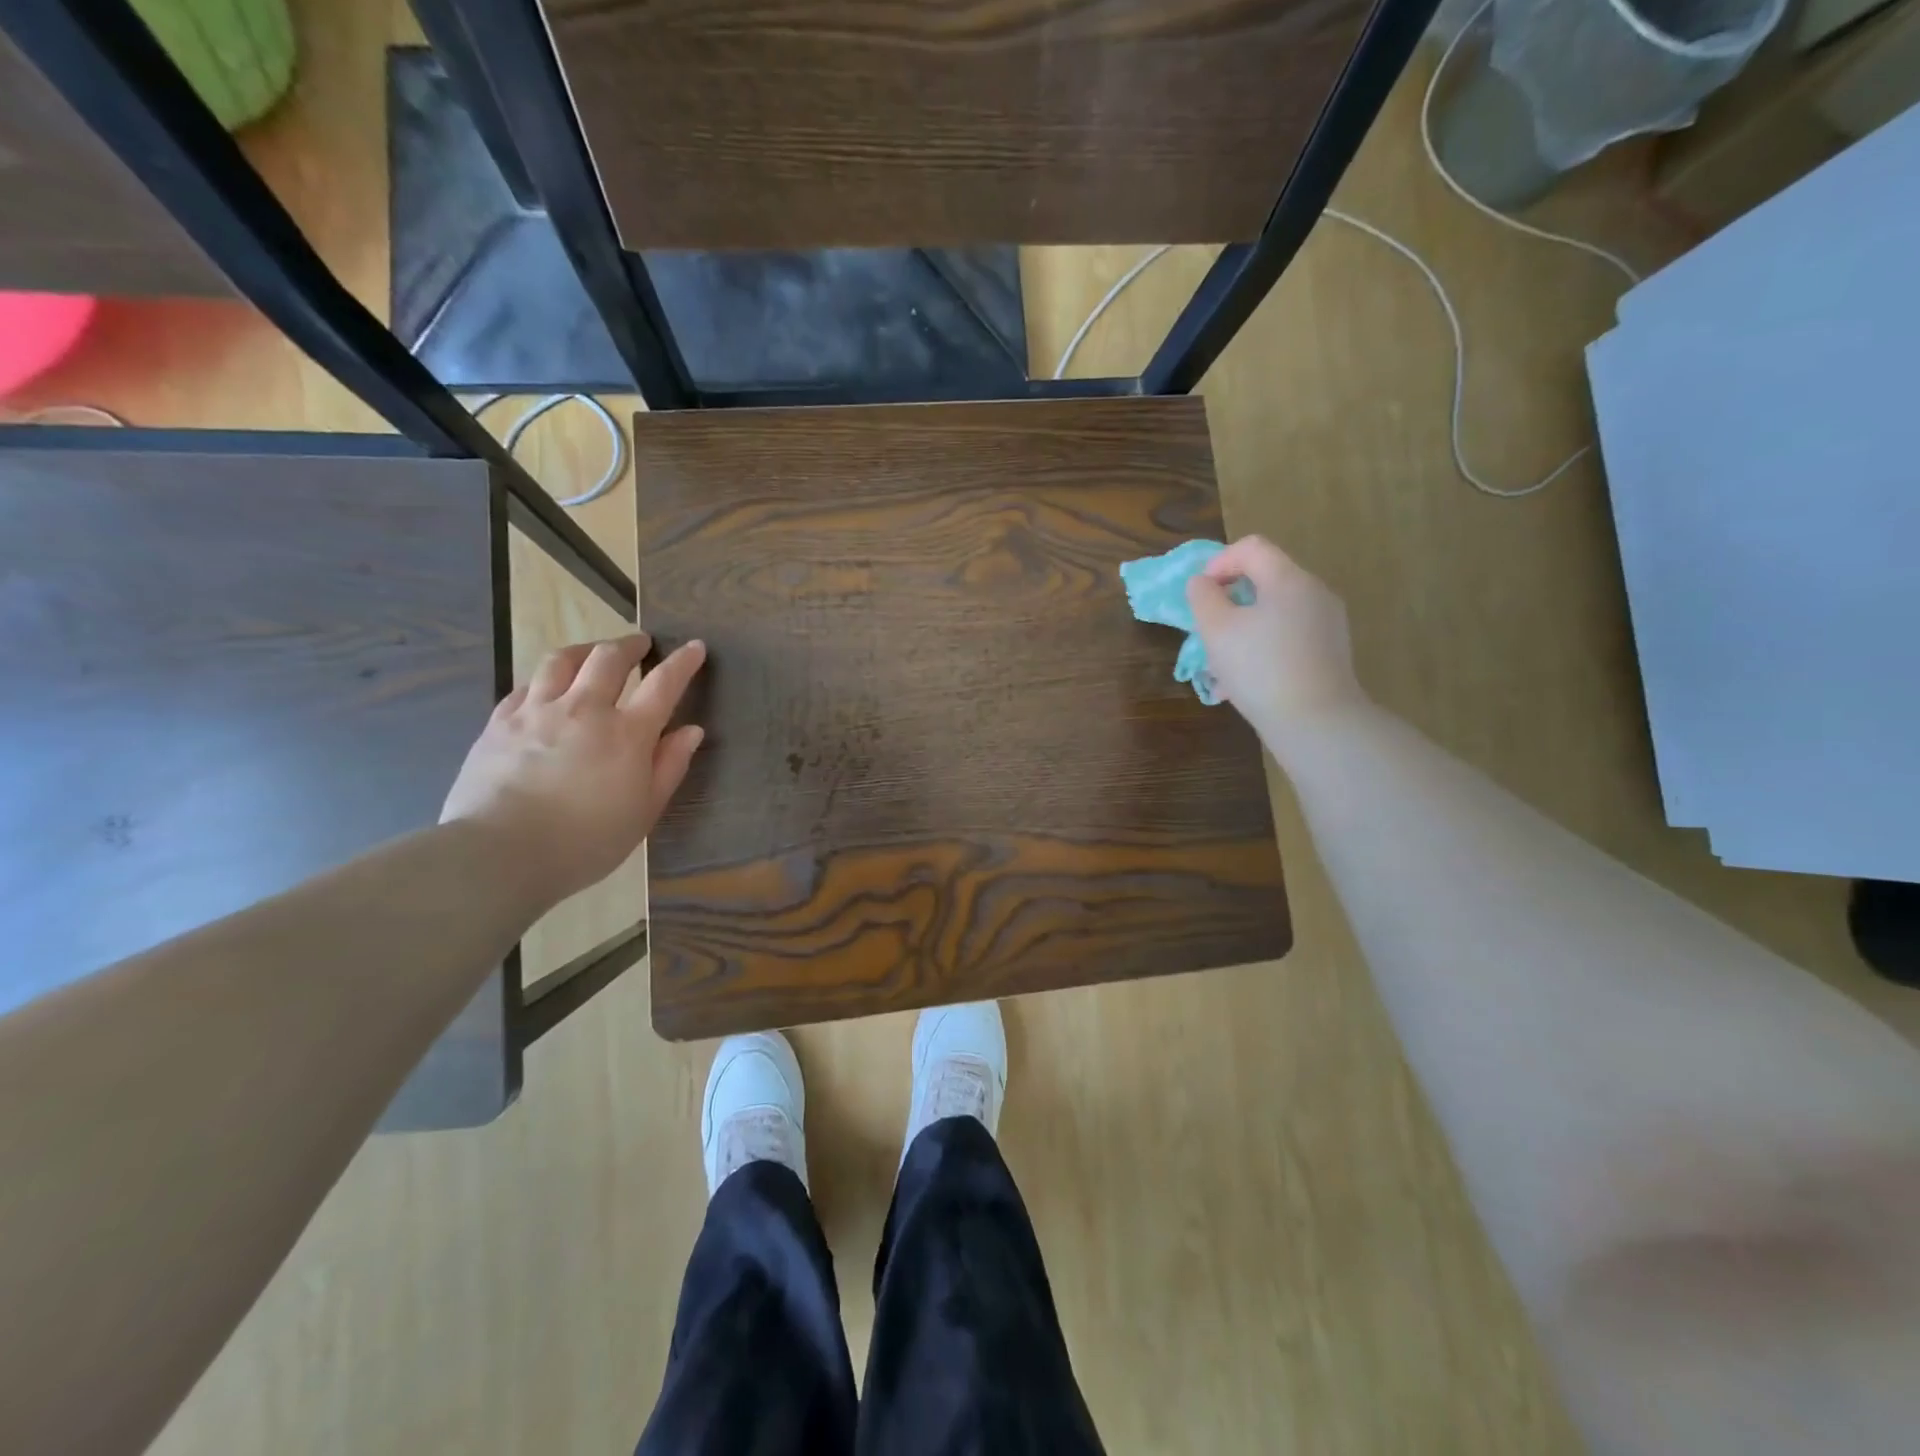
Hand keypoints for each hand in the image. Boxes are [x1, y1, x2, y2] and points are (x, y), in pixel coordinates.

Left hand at [440, 634, 706, 907]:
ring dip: (585, 649)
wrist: (500, 854)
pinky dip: (545, 679)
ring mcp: (537, 711)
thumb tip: (691, 730)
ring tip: (593, 652)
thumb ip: (669, 766)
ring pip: (562, 660)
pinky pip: (526, 685)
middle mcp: (584, 709)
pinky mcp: (500, 722)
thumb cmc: (586, 842)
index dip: (682, 662)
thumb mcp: (644, 812)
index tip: (694, 646)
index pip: (663, 684)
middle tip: (641, 644)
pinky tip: (546, 686)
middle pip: (609, 658)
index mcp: (627, 733)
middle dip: (630, 645)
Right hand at [1186, 536, 1365, 736]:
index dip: (1218, 563)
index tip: (1200, 594)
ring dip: (1241, 632)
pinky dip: (1261, 650)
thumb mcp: (1217, 630)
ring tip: (1219, 668)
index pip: (1251, 548)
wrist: (1316, 723)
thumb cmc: (1260, 669)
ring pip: (1273, 615)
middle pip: (1264, 582)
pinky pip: (1287, 639)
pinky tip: (1242, 685)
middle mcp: (1314, 594)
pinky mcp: (1329, 654)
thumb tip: (1202, 584)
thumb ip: (1203, 598)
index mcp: (1289, 580)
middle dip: (1228, 603)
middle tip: (1207, 632)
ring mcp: (1327, 625)